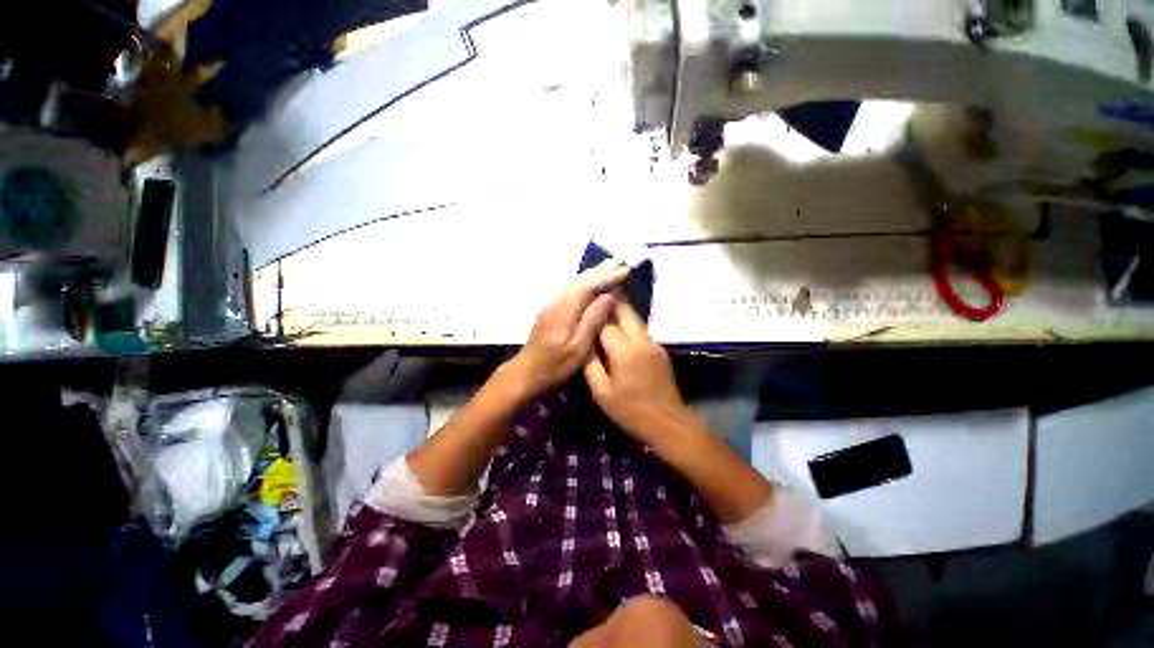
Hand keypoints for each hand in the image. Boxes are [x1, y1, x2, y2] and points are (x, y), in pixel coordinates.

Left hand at [508, 261, 628, 395]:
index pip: (589, 285)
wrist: (525, 373)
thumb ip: (593, 320)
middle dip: (602, 271)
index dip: (608, 277)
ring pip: (575, 282)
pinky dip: (584, 282)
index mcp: (565, 308)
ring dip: (593, 274)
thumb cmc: (554, 365)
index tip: (627, 270)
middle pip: (581, 279)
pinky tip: (591, 284)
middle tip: (622, 263)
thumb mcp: (578, 348)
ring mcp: (551, 304)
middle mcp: (556, 300)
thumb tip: (610, 296)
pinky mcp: (549, 309)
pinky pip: (570, 288)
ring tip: (611, 268)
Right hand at [584, 301, 696, 444]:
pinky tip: (619, 330)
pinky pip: (642, 330)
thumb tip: (582, 343)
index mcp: (624, 351)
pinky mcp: (660, 350)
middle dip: (611, 302)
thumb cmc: (630, 411)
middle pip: (626, 311)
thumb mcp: (602, 392)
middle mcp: (641, 341)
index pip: (606, 323)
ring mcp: (654, 344)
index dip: (594, 313)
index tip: (583, 306)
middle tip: (595, 297)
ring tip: (604, 309)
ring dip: (621, 312)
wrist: (668, 423)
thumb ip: (590, 364)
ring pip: (636, 319)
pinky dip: (629, 324)